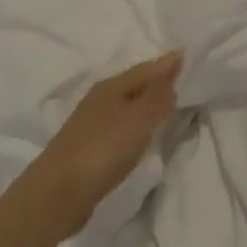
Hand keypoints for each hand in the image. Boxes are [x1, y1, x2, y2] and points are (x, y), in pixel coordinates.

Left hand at [25, 51, 183, 235]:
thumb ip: (157, 99)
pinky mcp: (91, 148)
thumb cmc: (102, 149)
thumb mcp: (137, 120)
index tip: (187, 54)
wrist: (59, 191)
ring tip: (167, 104)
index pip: (145, 69)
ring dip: (146, 102)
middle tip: (181, 77)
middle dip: (156, 81)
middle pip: (134, 85)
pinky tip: (142, 133)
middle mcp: (100, 100)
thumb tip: (170, 76)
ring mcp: (92, 124)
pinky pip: (121, 126)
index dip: (166, 64)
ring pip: (127, 105)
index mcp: (111, 87)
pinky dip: (136, 124)